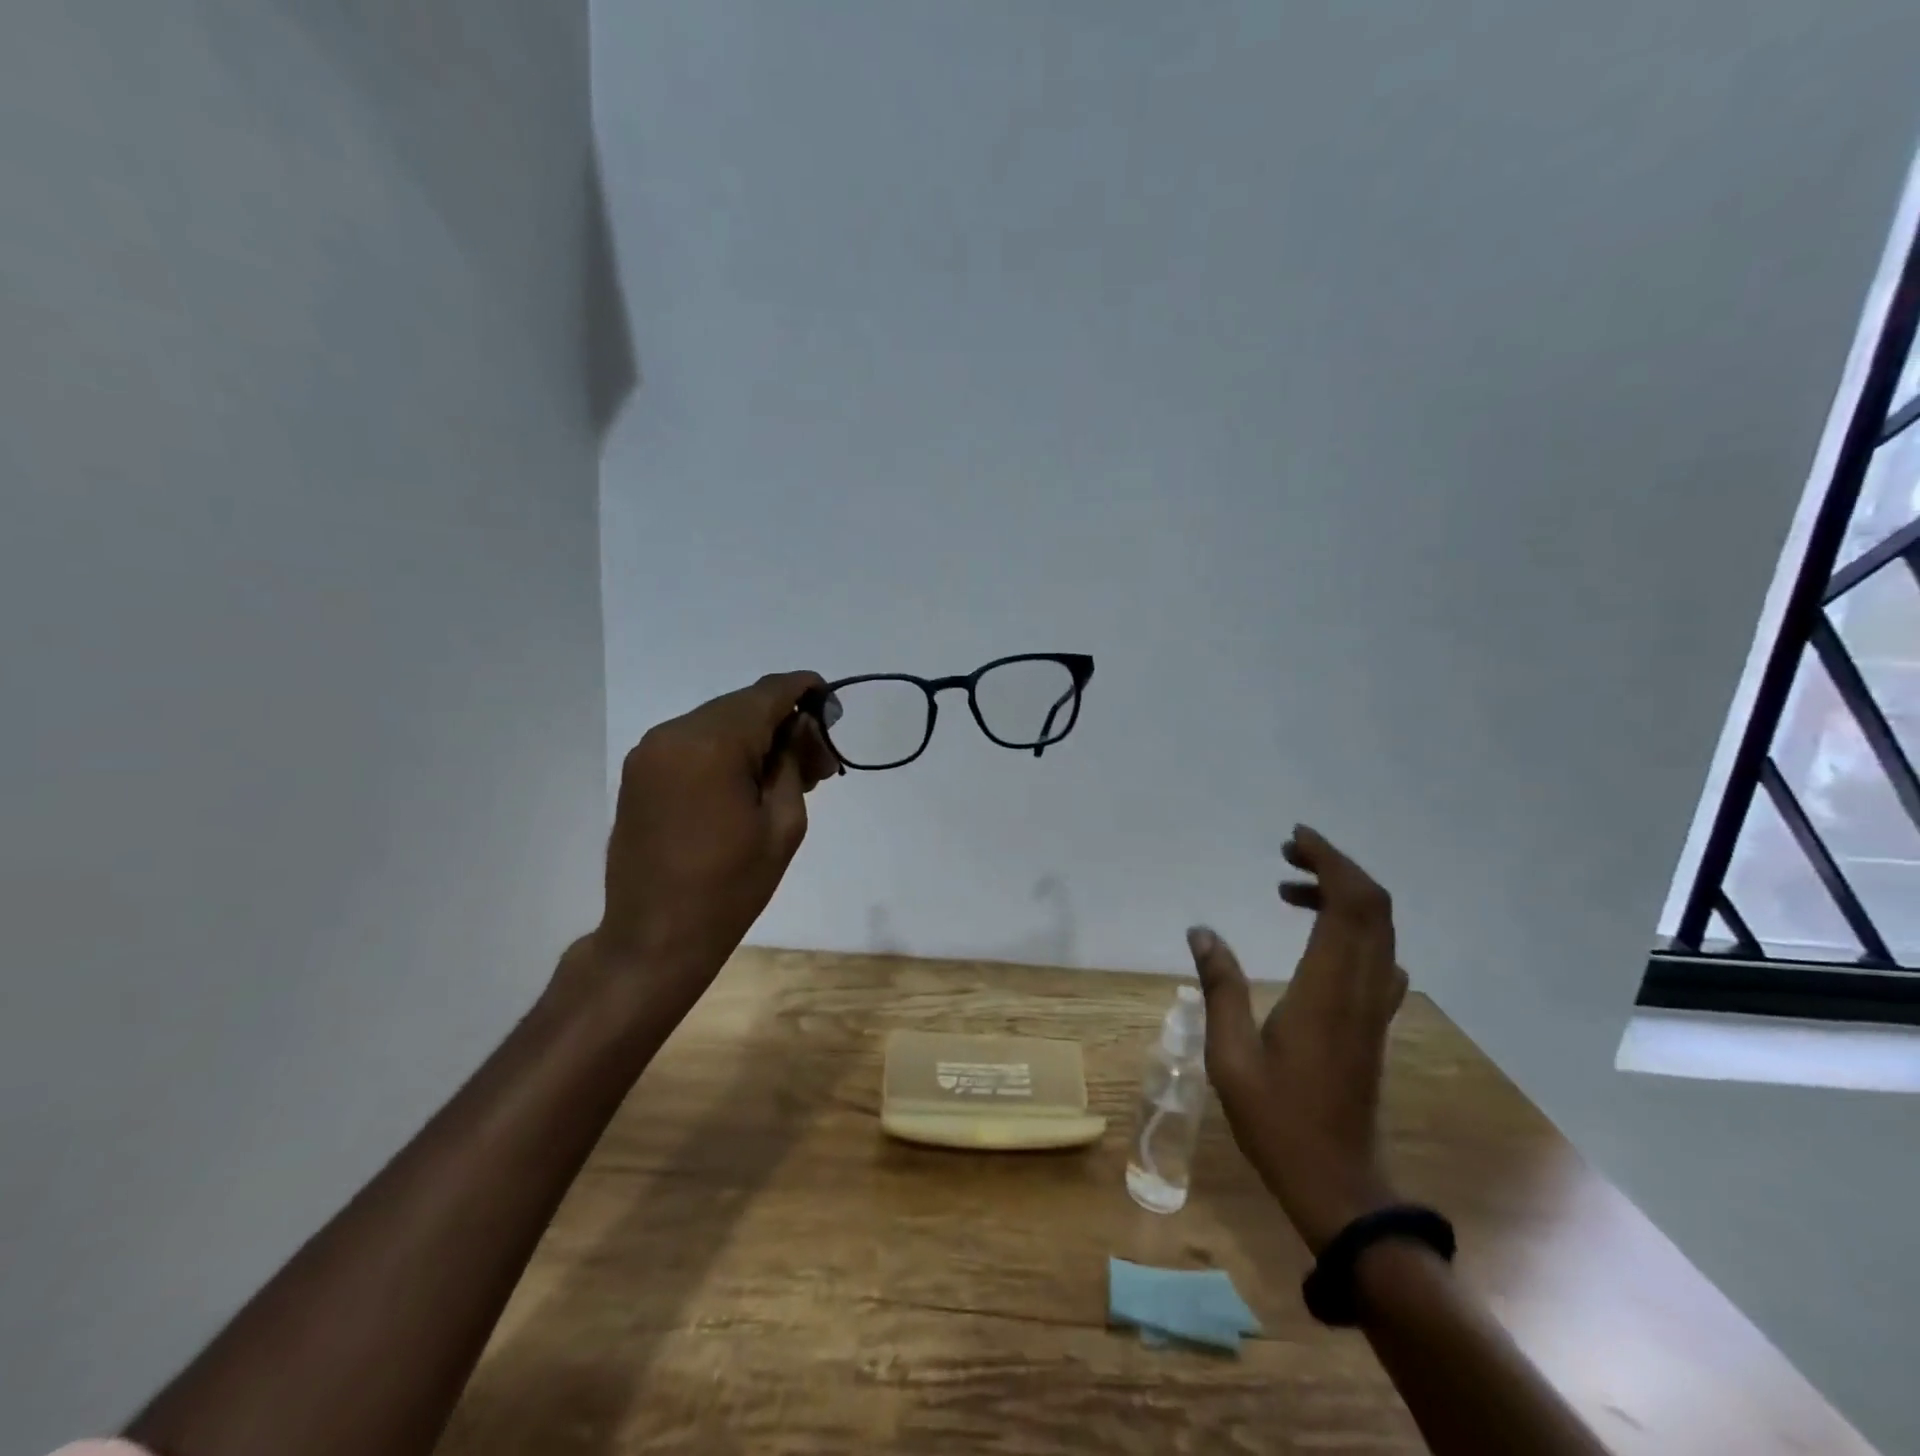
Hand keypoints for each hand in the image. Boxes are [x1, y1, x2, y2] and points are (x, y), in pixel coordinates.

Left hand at [575, 671, 838, 1015]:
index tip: (833, 709)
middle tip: (818, 762)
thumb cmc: (730, 887)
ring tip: (787, 776)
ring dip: (756, 737)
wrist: (654, 937)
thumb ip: (795, 762)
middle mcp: (674, 733)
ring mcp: (650, 751)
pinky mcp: (640, 772)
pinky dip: (726, 751)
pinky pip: (694, 742)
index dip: (806, 690)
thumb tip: (803, 726)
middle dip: (785, 721)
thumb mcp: (783, 823)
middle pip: (743, 704)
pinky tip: (749, 781)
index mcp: (711, 744)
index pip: (769, 693)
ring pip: (718, 722)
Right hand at [1189, 825, 1407, 1252]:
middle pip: (1372, 907)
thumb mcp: (1231, 1055)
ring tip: (1288, 888)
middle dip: (1335, 867)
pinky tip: (1319, 939)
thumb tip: (1200, 931)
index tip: (1294, 841)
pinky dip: (1352, 928)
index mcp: (1328, 989)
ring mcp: (1374, 1007)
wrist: (1339, 1186)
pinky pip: (1377, 957)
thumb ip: (1219, 986)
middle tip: (1287, 854)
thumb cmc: (1278, 1121)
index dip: (1330, 861)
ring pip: (1378, 930)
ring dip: (1342, 895)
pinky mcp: (1374, 1023)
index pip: (1350, 904)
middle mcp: (1362, 988)